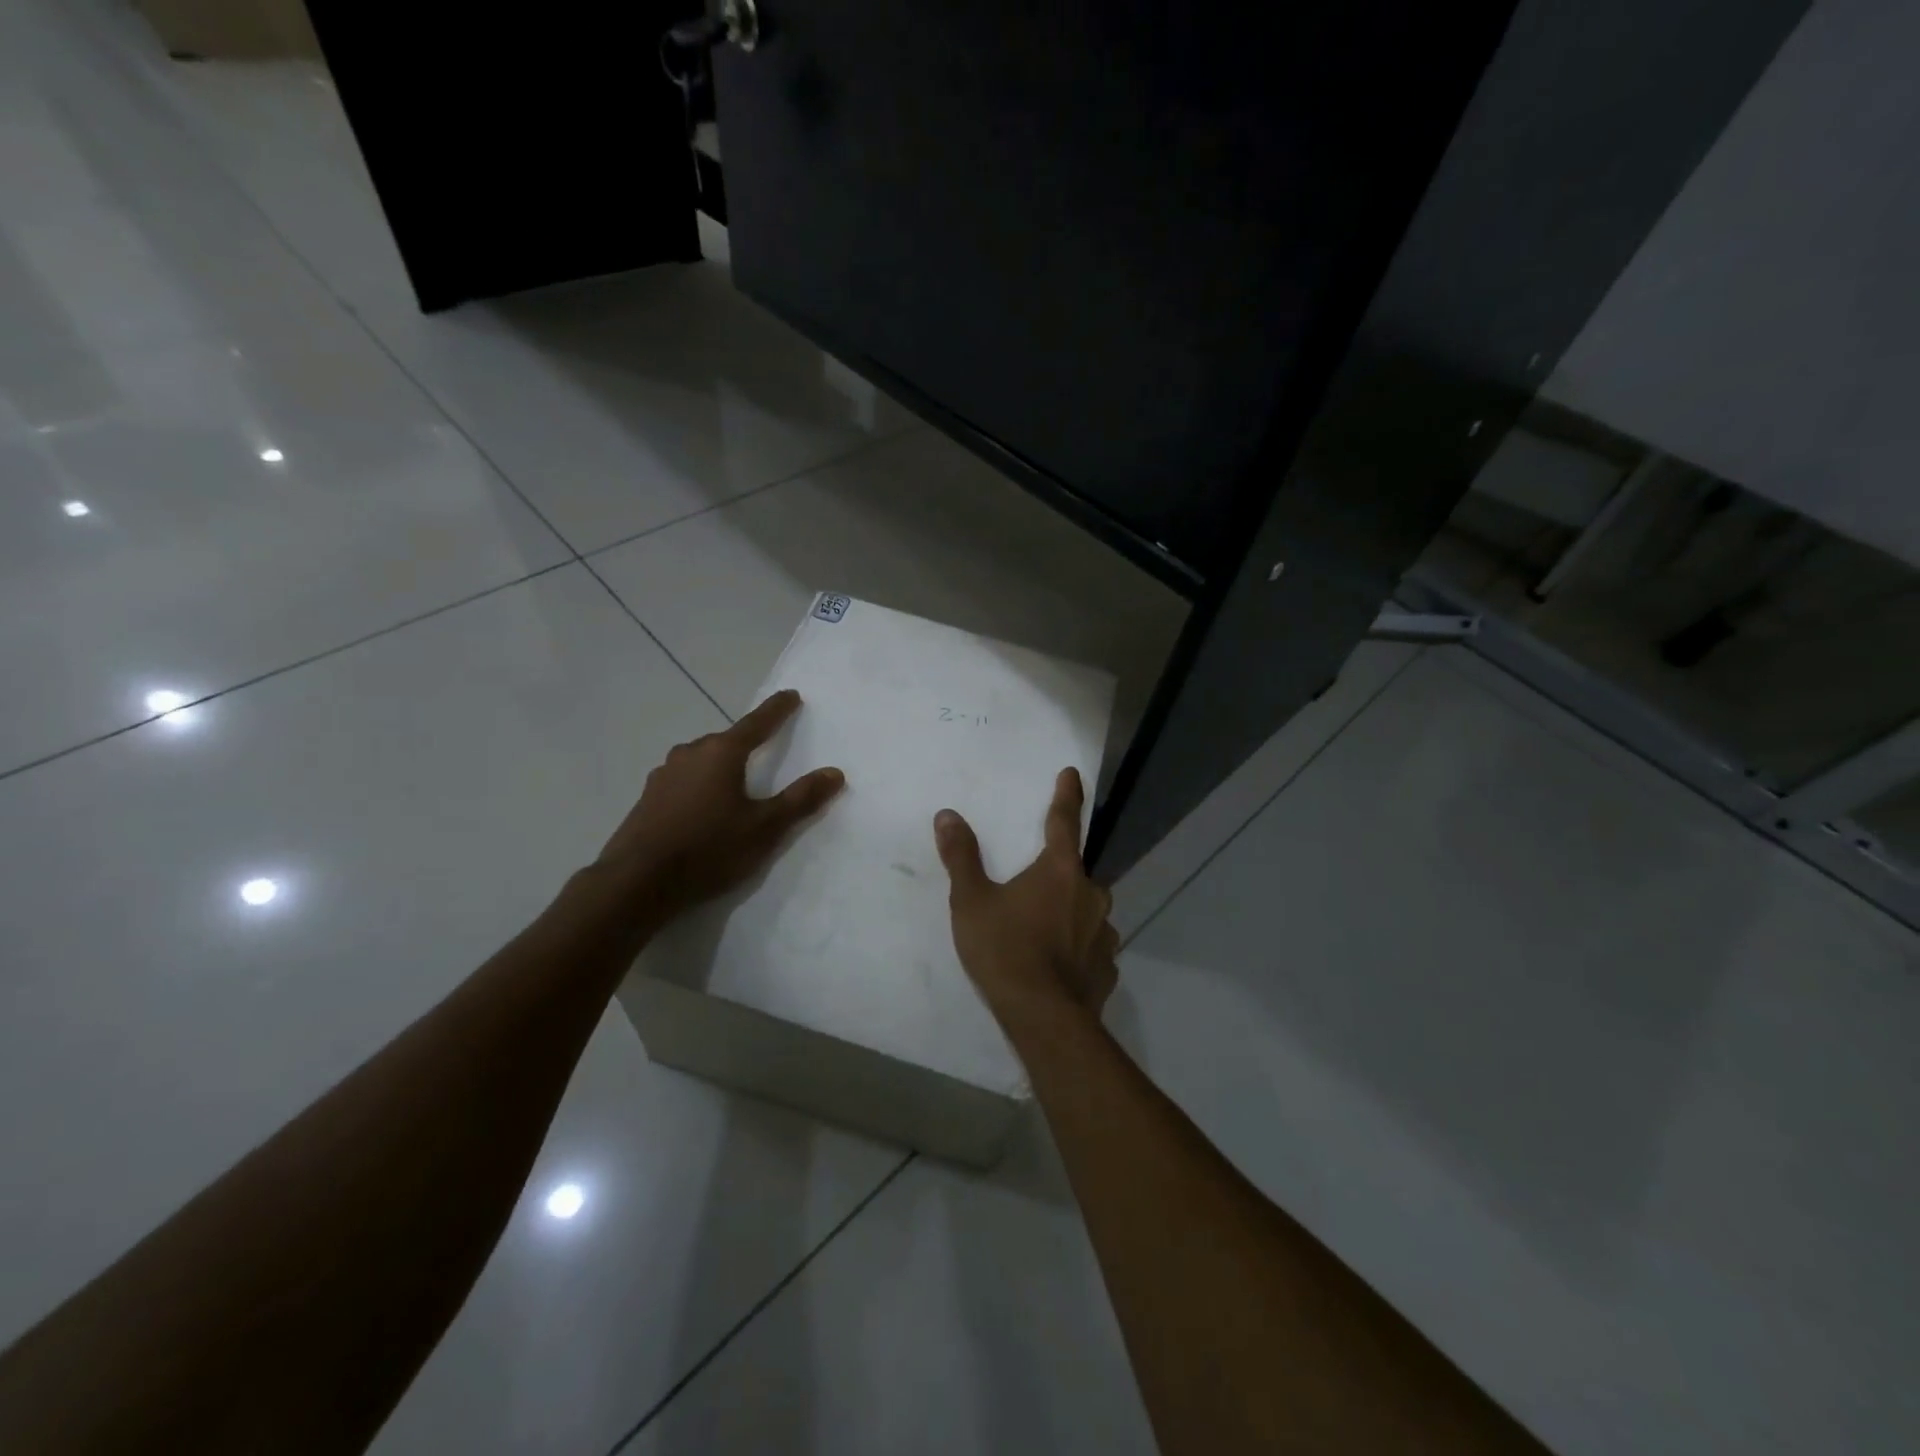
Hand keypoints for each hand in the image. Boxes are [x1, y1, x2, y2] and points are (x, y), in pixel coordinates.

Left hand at [598, 690, 844, 924]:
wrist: (638, 882)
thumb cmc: (710, 848)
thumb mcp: (765, 827)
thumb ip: (801, 799)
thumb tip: (835, 773)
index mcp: (722, 753)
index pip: (757, 723)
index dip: (777, 710)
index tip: (791, 695)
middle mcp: (690, 754)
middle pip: (726, 742)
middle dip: (746, 744)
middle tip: (764, 753)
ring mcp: (664, 775)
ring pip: (701, 761)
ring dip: (719, 767)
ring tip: (734, 789)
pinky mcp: (648, 798)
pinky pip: (683, 781)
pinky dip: (699, 786)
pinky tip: (702, 810)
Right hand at [934, 767, 1118, 1025]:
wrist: (1043, 1018)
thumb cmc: (1005, 950)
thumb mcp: (972, 901)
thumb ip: (962, 857)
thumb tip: (947, 816)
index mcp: (1060, 871)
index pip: (1064, 821)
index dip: (1067, 796)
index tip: (1073, 774)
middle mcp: (1090, 894)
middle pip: (1075, 872)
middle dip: (1058, 875)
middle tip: (1033, 890)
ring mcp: (1104, 932)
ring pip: (1086, 910)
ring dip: (1069, 912)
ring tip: (1043, 933)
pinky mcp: (1108, 966)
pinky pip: (1091, 946)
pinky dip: (1078, 948)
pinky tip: (1060, 965)